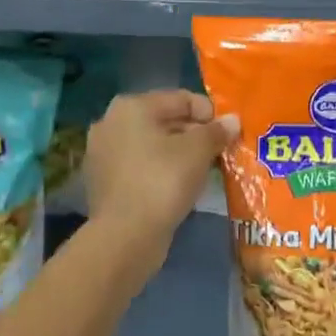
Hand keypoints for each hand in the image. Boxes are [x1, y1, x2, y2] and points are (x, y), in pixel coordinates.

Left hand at [83, 90, 236, 263]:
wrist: (125, 236)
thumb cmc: (163, 182)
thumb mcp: (197, 152)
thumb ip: (216, 131)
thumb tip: (232, 120)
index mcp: (131, 106)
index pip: (181, 99)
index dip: (210, 113)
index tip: (229, 134)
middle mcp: (111, 122)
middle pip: (164, 120)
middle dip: (194, 134)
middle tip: (219, 153)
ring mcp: (103, 152)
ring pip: (152, 144)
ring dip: (178, 153)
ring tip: (203, 170)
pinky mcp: (103, 180)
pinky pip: (140, 166)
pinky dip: (160, 170)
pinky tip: (178, 186)